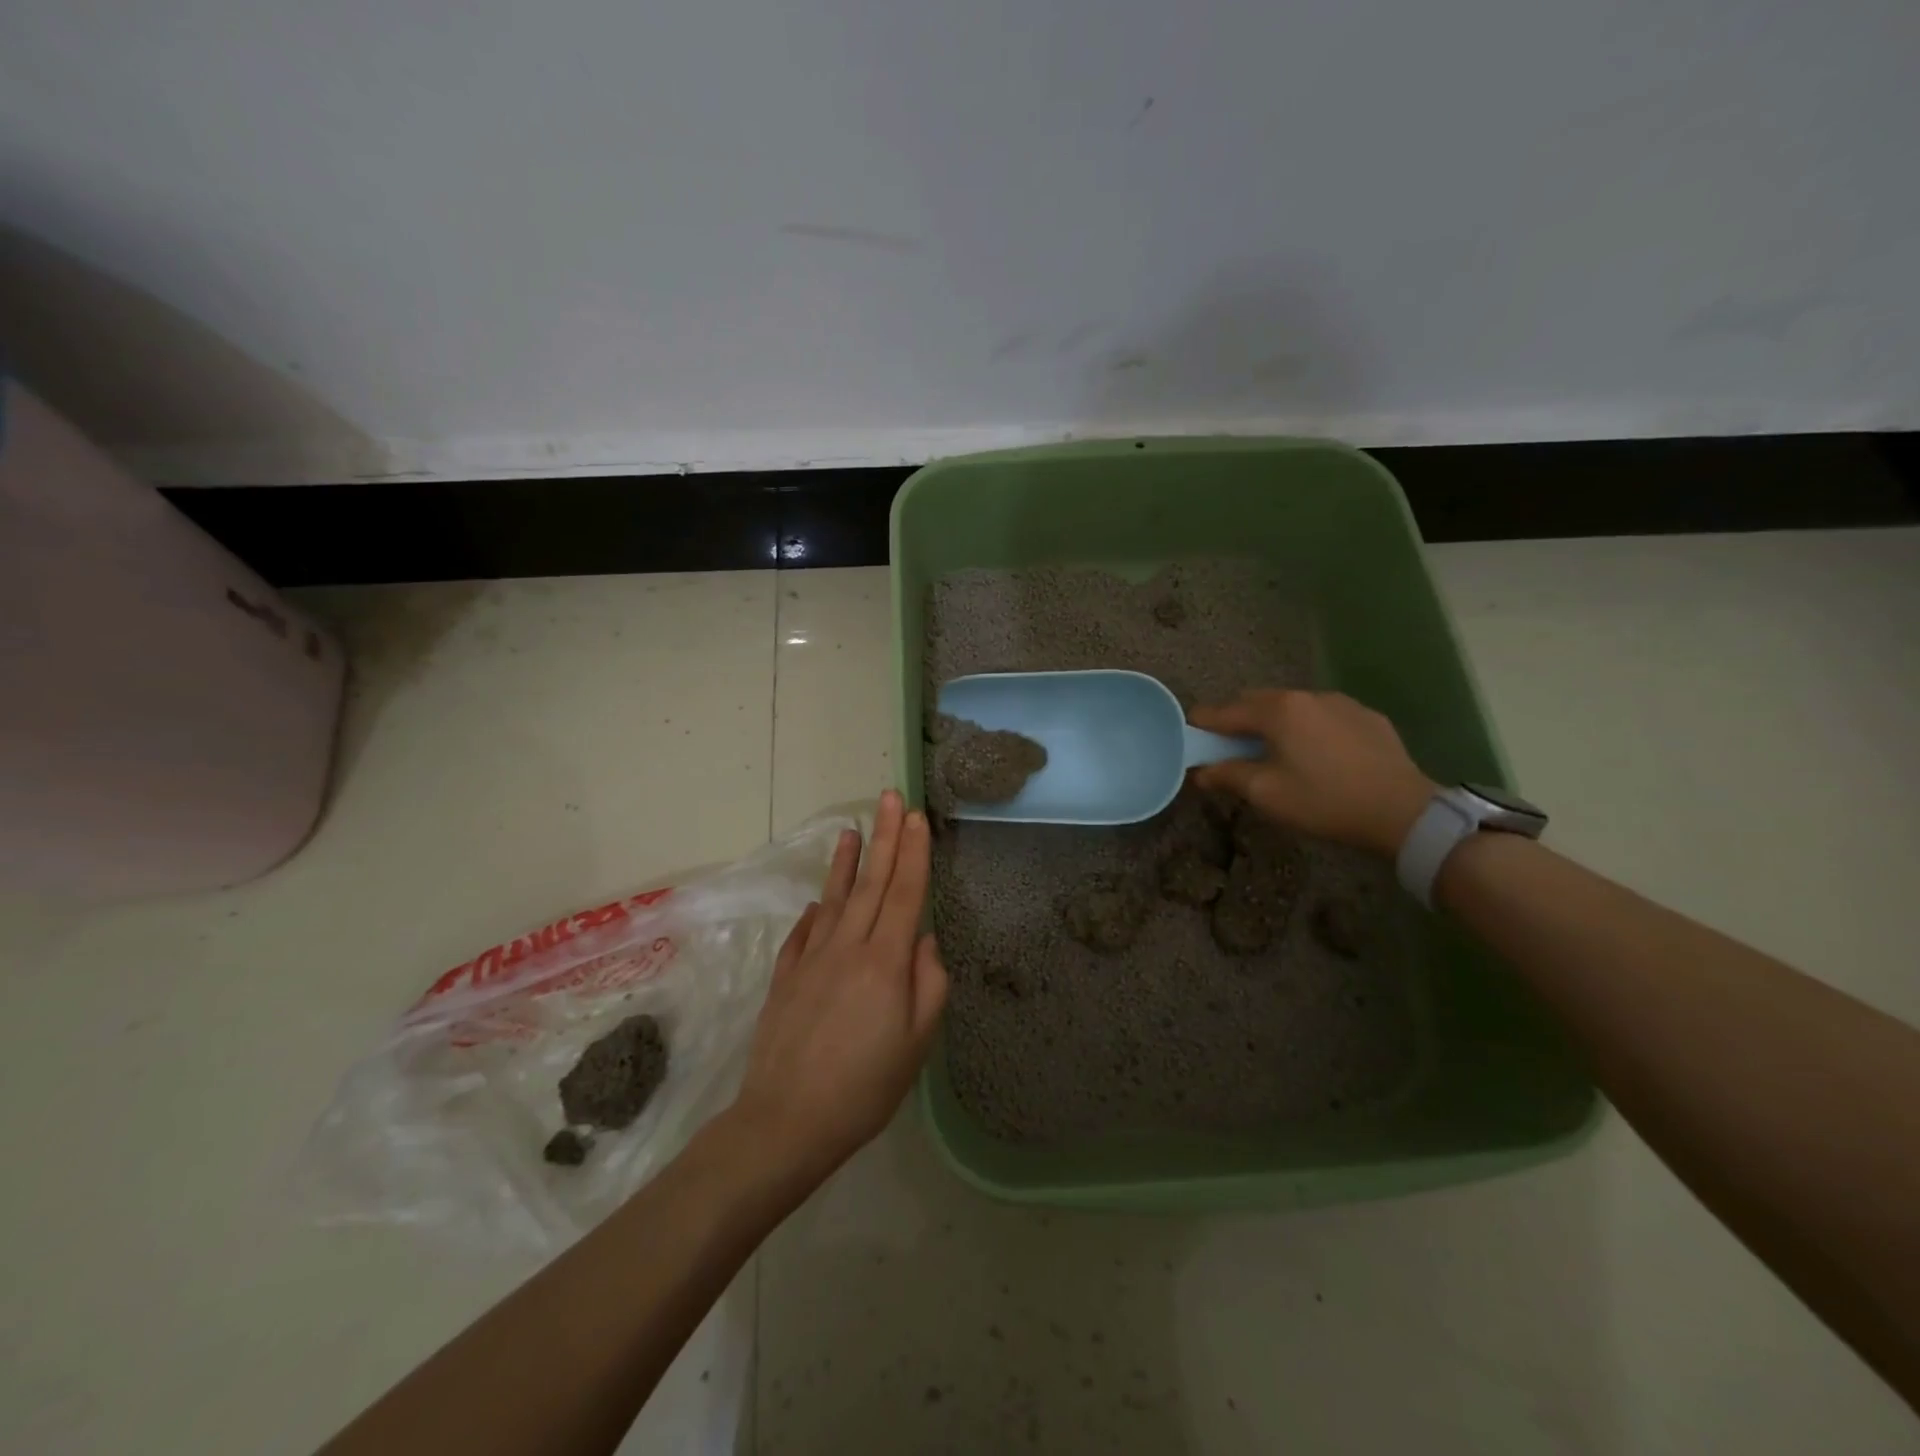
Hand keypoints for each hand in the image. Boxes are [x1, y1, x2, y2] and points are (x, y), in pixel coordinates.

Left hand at [731, 791, 947, 1187]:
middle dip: (885, 837)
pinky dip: (815, 911)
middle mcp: (847, 947)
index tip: (917, 816)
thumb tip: (924, 941)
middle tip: (890, 797)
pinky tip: (819, 901)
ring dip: (846, 863)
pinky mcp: (787, 978)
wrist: (786, 1121)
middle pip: (871, 883)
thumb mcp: (916, 1044)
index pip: (904, 893)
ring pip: (835, 899)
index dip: (913, 852)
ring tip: (851, 830)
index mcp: (885, 961)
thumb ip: (929, 985)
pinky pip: (804, 933)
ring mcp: (812, 959)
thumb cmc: (864, 1087)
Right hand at [1189, 689, 1436, 858]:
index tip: (1191, 741)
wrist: (1404, 811)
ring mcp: (1340, 702)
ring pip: (1291, 706)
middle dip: (1237, 722)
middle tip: (1232, 752)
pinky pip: (1322, 715)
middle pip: (1256, 701)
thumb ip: (1227, 776)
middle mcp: (1306, 695)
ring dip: (1274, 723)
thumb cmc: (1325, 801)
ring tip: (1277, 754)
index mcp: (1277, 710)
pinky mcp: (1366, 716)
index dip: (1201, 726)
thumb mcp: (1267, 794)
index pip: (1223, 711)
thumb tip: (1200, 771)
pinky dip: (1307, 729)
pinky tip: (1318, 757)